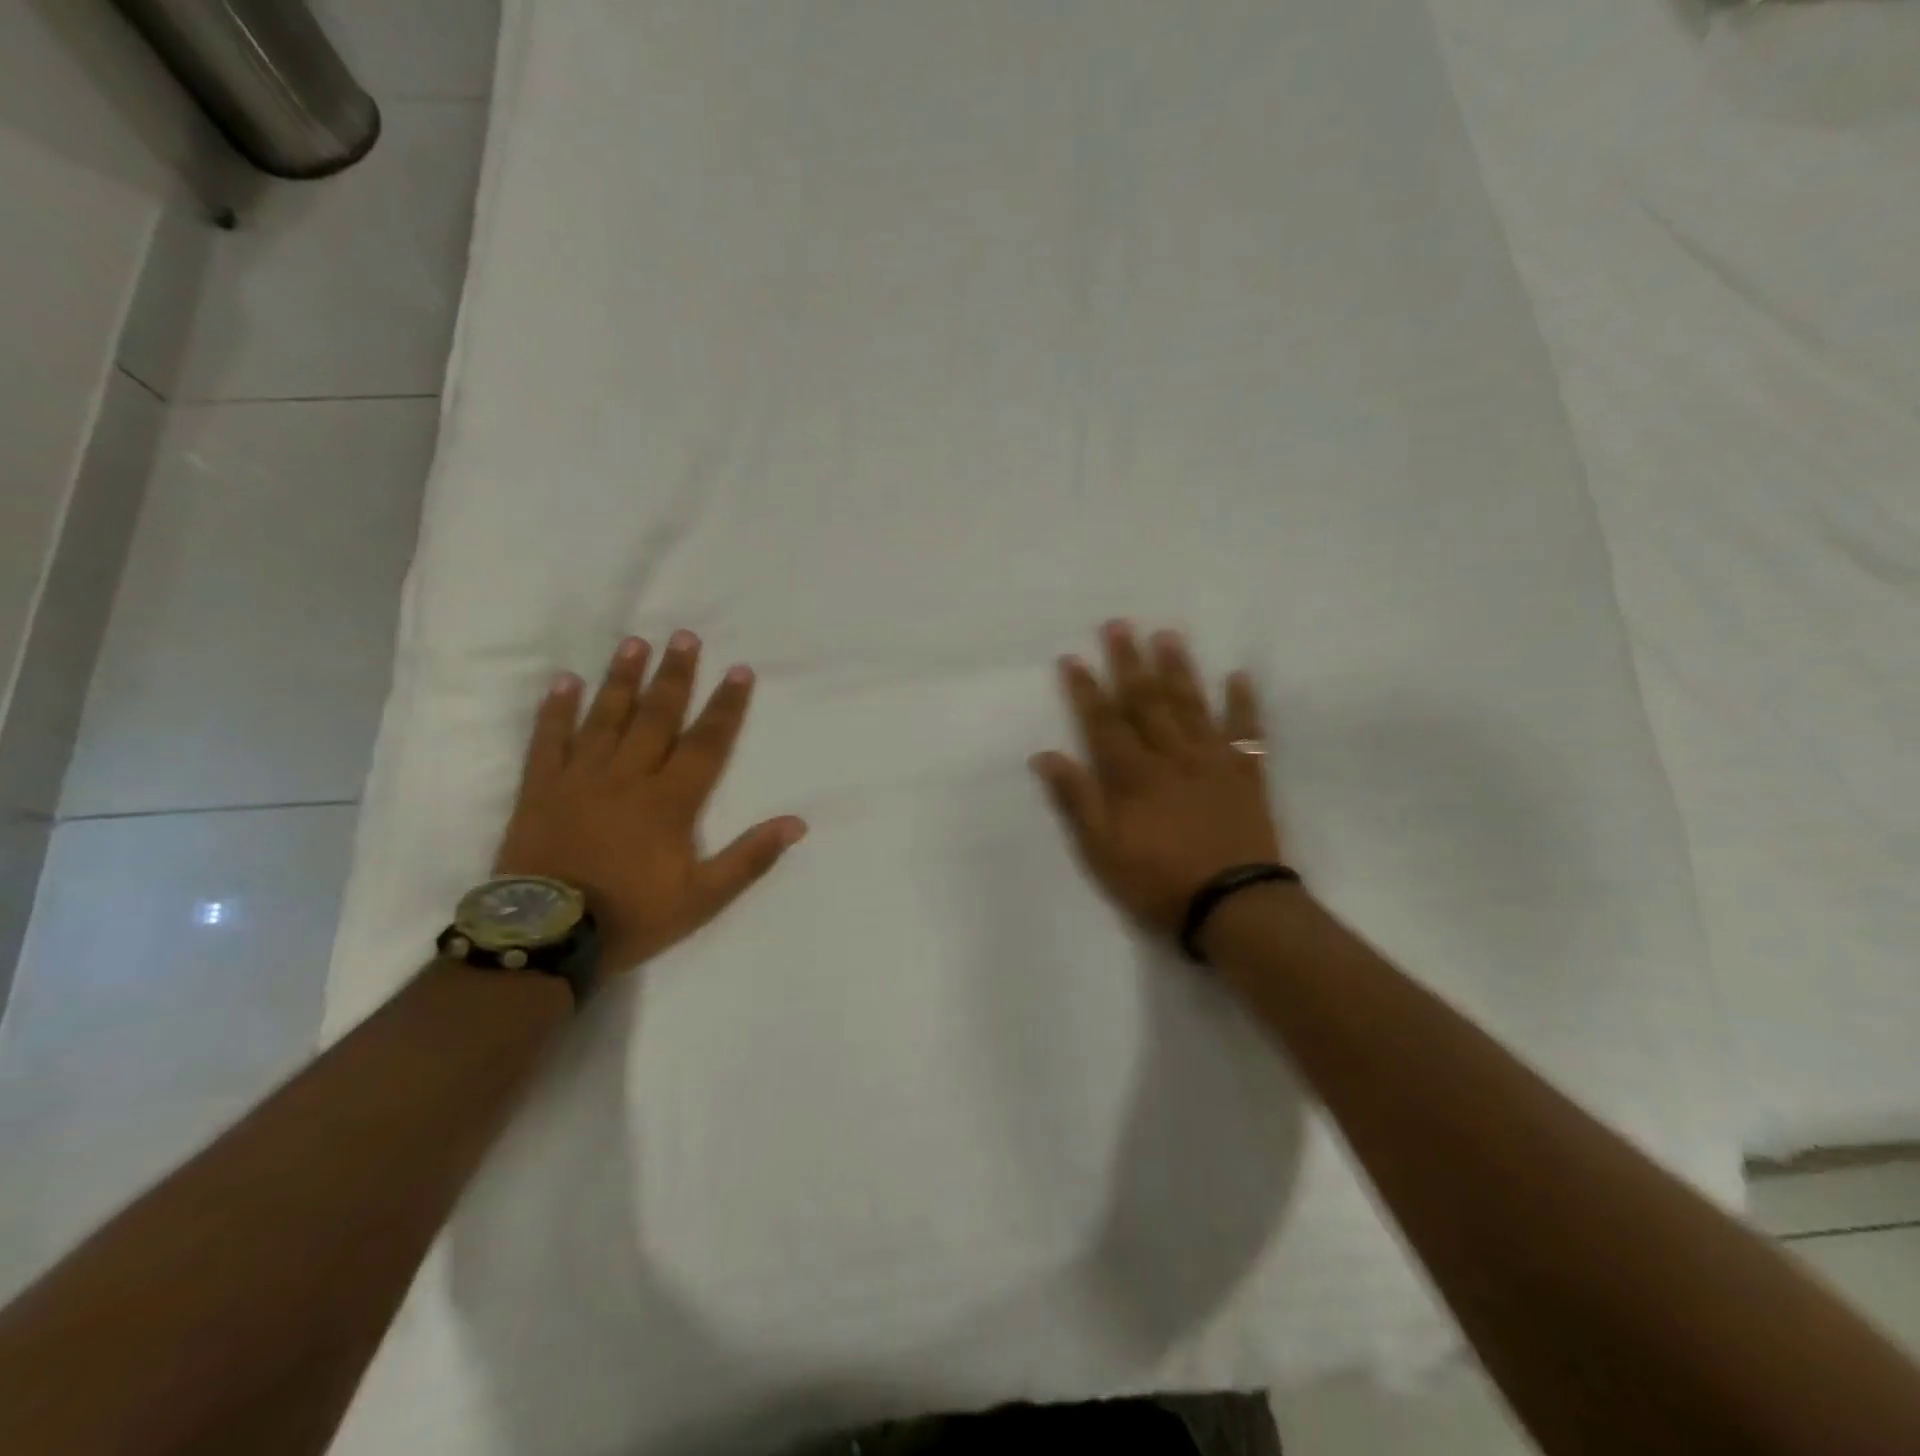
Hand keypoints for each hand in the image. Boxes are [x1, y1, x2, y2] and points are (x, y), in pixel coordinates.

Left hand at [495, 633, 806, 973]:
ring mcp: (580, 778)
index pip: (706, 743)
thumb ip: (749, 858)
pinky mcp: (541, 789)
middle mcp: (628, 777)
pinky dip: (557, 710)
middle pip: (657, 717)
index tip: (739, 670)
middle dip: (675, 675)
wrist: (545, 936)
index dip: (725, 706)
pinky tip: (566, 681)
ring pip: (606, 717)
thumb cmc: (632, 916)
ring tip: (635, 643)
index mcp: (670, 801)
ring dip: (623, 679)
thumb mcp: (703, 898)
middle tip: (684, 636)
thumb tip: (796, 823)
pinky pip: (549, 740)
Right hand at [1031, 621, 1282, 940]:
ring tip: (1168, 635)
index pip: (1103, 722)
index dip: (1086, 689)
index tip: (1073, 658)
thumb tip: (1045, 756)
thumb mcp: (1102, 850)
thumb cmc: (1158, 880)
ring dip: (1178, 670)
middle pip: (1146, 702)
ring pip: (1192, 706)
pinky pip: (1247, 733)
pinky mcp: (1246, 776)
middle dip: (1129, 662)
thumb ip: (1076, 800)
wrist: (1233, 905)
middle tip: (1119, 624)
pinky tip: (1238, 676)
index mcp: (1133, 775)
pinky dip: (1243, 704)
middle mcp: (1172, 756)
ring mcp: (1213, 762)